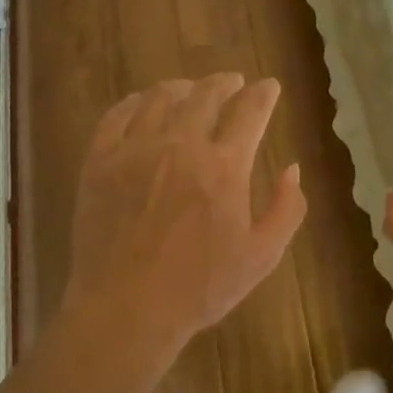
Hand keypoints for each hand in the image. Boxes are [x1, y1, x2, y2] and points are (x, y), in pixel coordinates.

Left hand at [65, 75, 306, 370]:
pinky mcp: (100, 161)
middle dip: (225, 83)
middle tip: (232, 83)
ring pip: (160, 98)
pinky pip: (117, 116)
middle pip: (205, 95)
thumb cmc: (199, 288)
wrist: (126, 310)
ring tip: (190, 89)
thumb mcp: (261, 256)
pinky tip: (142, 103)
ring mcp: (135, 150)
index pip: (250, 112)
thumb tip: (292, 169)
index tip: (269, 86)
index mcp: (224, 166)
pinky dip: (134, 102)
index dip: (263, 94)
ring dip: (182, 87)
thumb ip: (286, 209)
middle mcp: (181, 145)